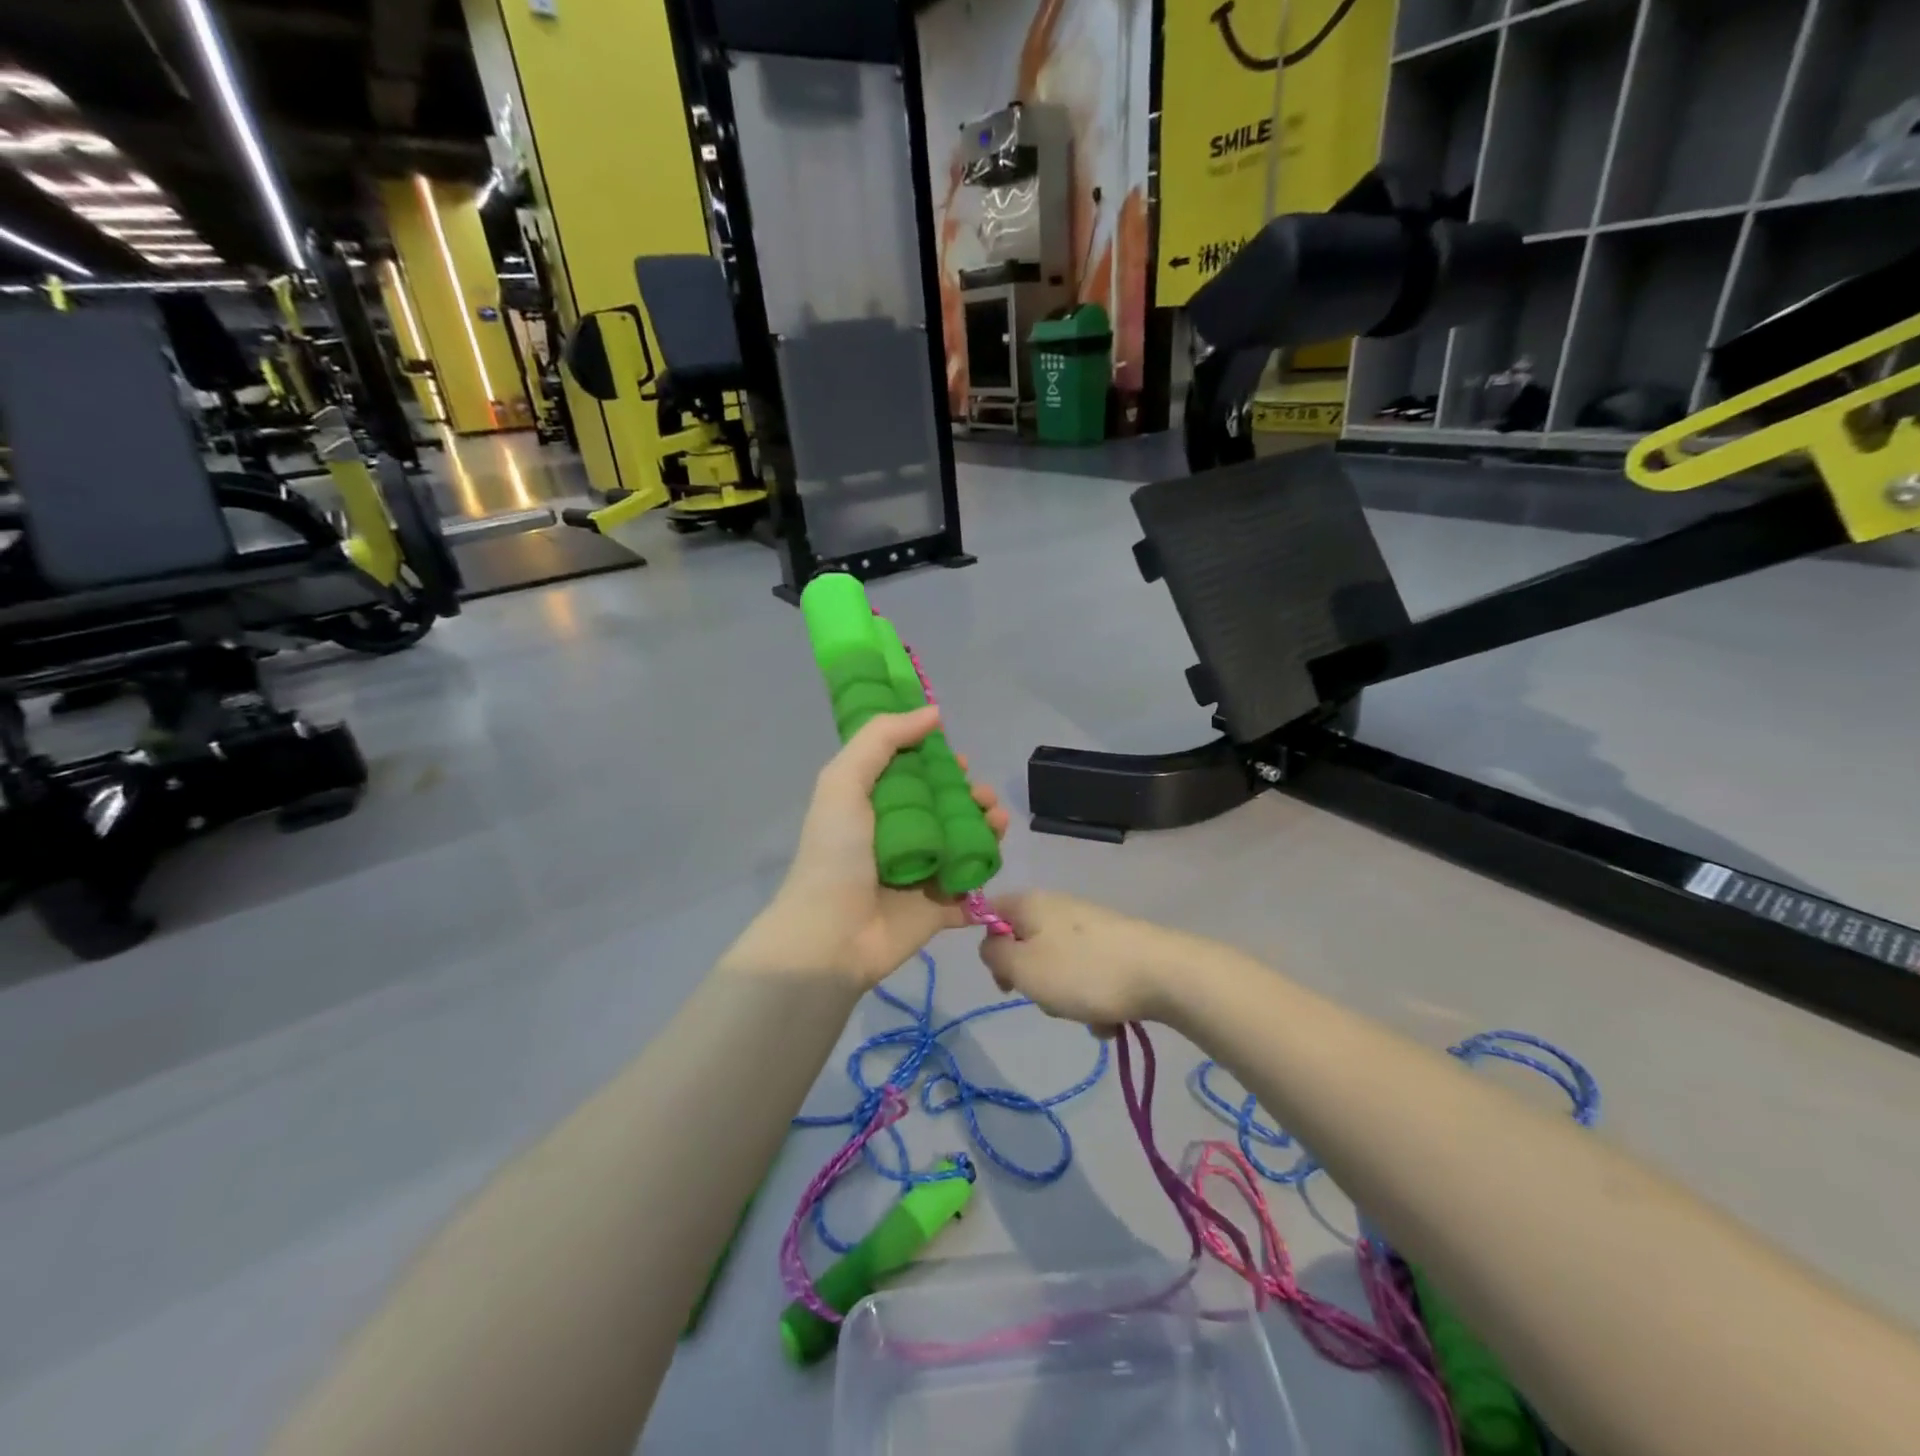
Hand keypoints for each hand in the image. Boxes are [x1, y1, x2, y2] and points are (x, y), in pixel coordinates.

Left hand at [721, 707, 1011, 989]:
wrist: (832, 935)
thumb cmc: (836, 853)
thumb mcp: (844, 781)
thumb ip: (882, 738)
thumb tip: (933, 713)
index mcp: (874, 806)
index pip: (913, 775)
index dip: (938, 763)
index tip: (957, 759)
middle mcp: (900, 836)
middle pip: (946, 807)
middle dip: (971, 795)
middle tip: (982, 796)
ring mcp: (922, 872)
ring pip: (966, 842)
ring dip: (987, 826)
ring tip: (996, 821)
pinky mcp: (939, 907)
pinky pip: (972, 885)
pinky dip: (986, 871)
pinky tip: (993, 858)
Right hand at [978, 891, 1196, 1034]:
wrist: (1164, 974)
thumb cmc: (1082, 972)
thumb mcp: (1022, 968)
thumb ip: (994, 955)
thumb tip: (993, 945)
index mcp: (1031, 903)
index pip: (990, 911)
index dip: (989, 946)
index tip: (1004, 978)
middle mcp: (1058, 906)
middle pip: (1026, 944)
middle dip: (1033, 980)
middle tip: (1046, 997)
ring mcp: (1089, 925)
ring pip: (1058, 966)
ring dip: (1065, 997)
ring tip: (1086, 1013)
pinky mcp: (1115, 945)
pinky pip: (1088, 976)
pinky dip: (1093, 999)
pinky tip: (1110, 1017)